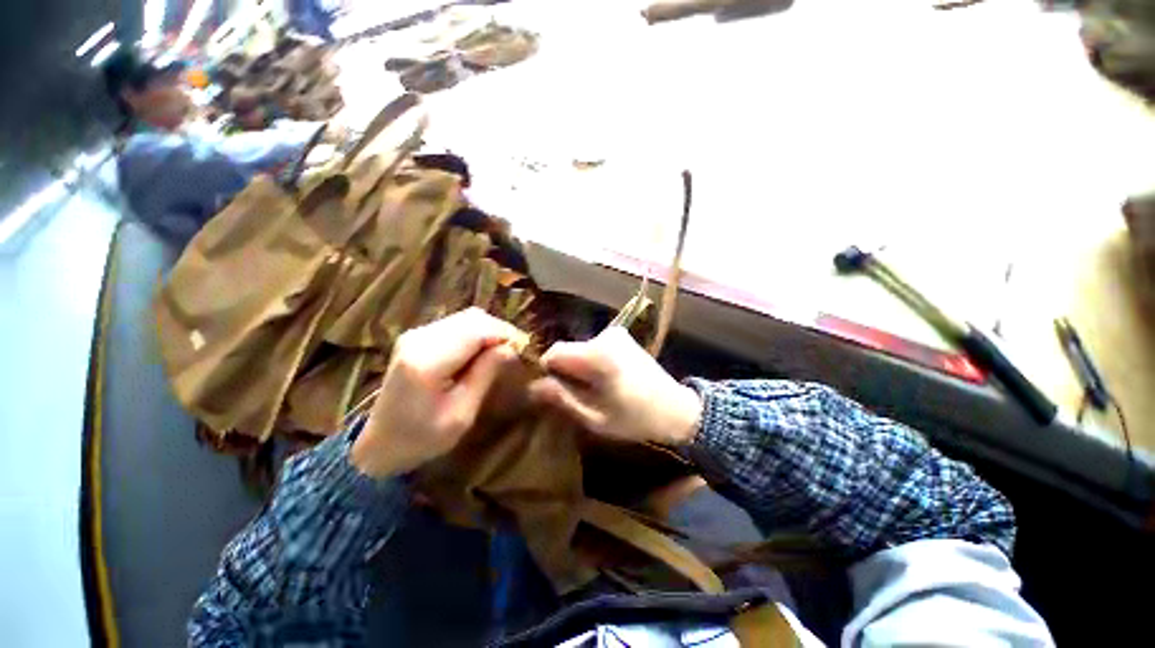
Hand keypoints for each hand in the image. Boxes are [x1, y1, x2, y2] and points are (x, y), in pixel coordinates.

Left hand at [351, 308, 519, 477]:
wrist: (379, 444)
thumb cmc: (421, 439)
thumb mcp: (461, 414)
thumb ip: (485, 375)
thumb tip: (510, 348)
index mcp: (427, 361)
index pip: (477, 330)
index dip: (505, 334)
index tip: (525, 348)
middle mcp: (419, 338)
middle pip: (472, 318)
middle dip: (500, 330)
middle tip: (517, 350)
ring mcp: (415, 334)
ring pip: (466, 317)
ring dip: (489, 330)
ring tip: (503, 350)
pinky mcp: (417, 336)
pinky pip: (457, 324)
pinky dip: (476, 332)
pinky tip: (483, 350)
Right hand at [529, 327, 702, 445]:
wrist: (676, 409)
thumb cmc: (635, 418)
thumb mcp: (594, 417)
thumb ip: (561, 398)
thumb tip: (532, 386)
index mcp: (597, 354)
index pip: (555, 352)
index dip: (546, 371)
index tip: (549, 392)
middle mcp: (605, 336)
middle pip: (568, 350)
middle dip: (564, 372)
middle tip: (572, 397)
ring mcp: (615, 334)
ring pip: (580, 350)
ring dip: (578, 369)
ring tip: (591, 391)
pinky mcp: (623, 337)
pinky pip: (594, 348)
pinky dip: (591, 363)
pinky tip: (604, 381)